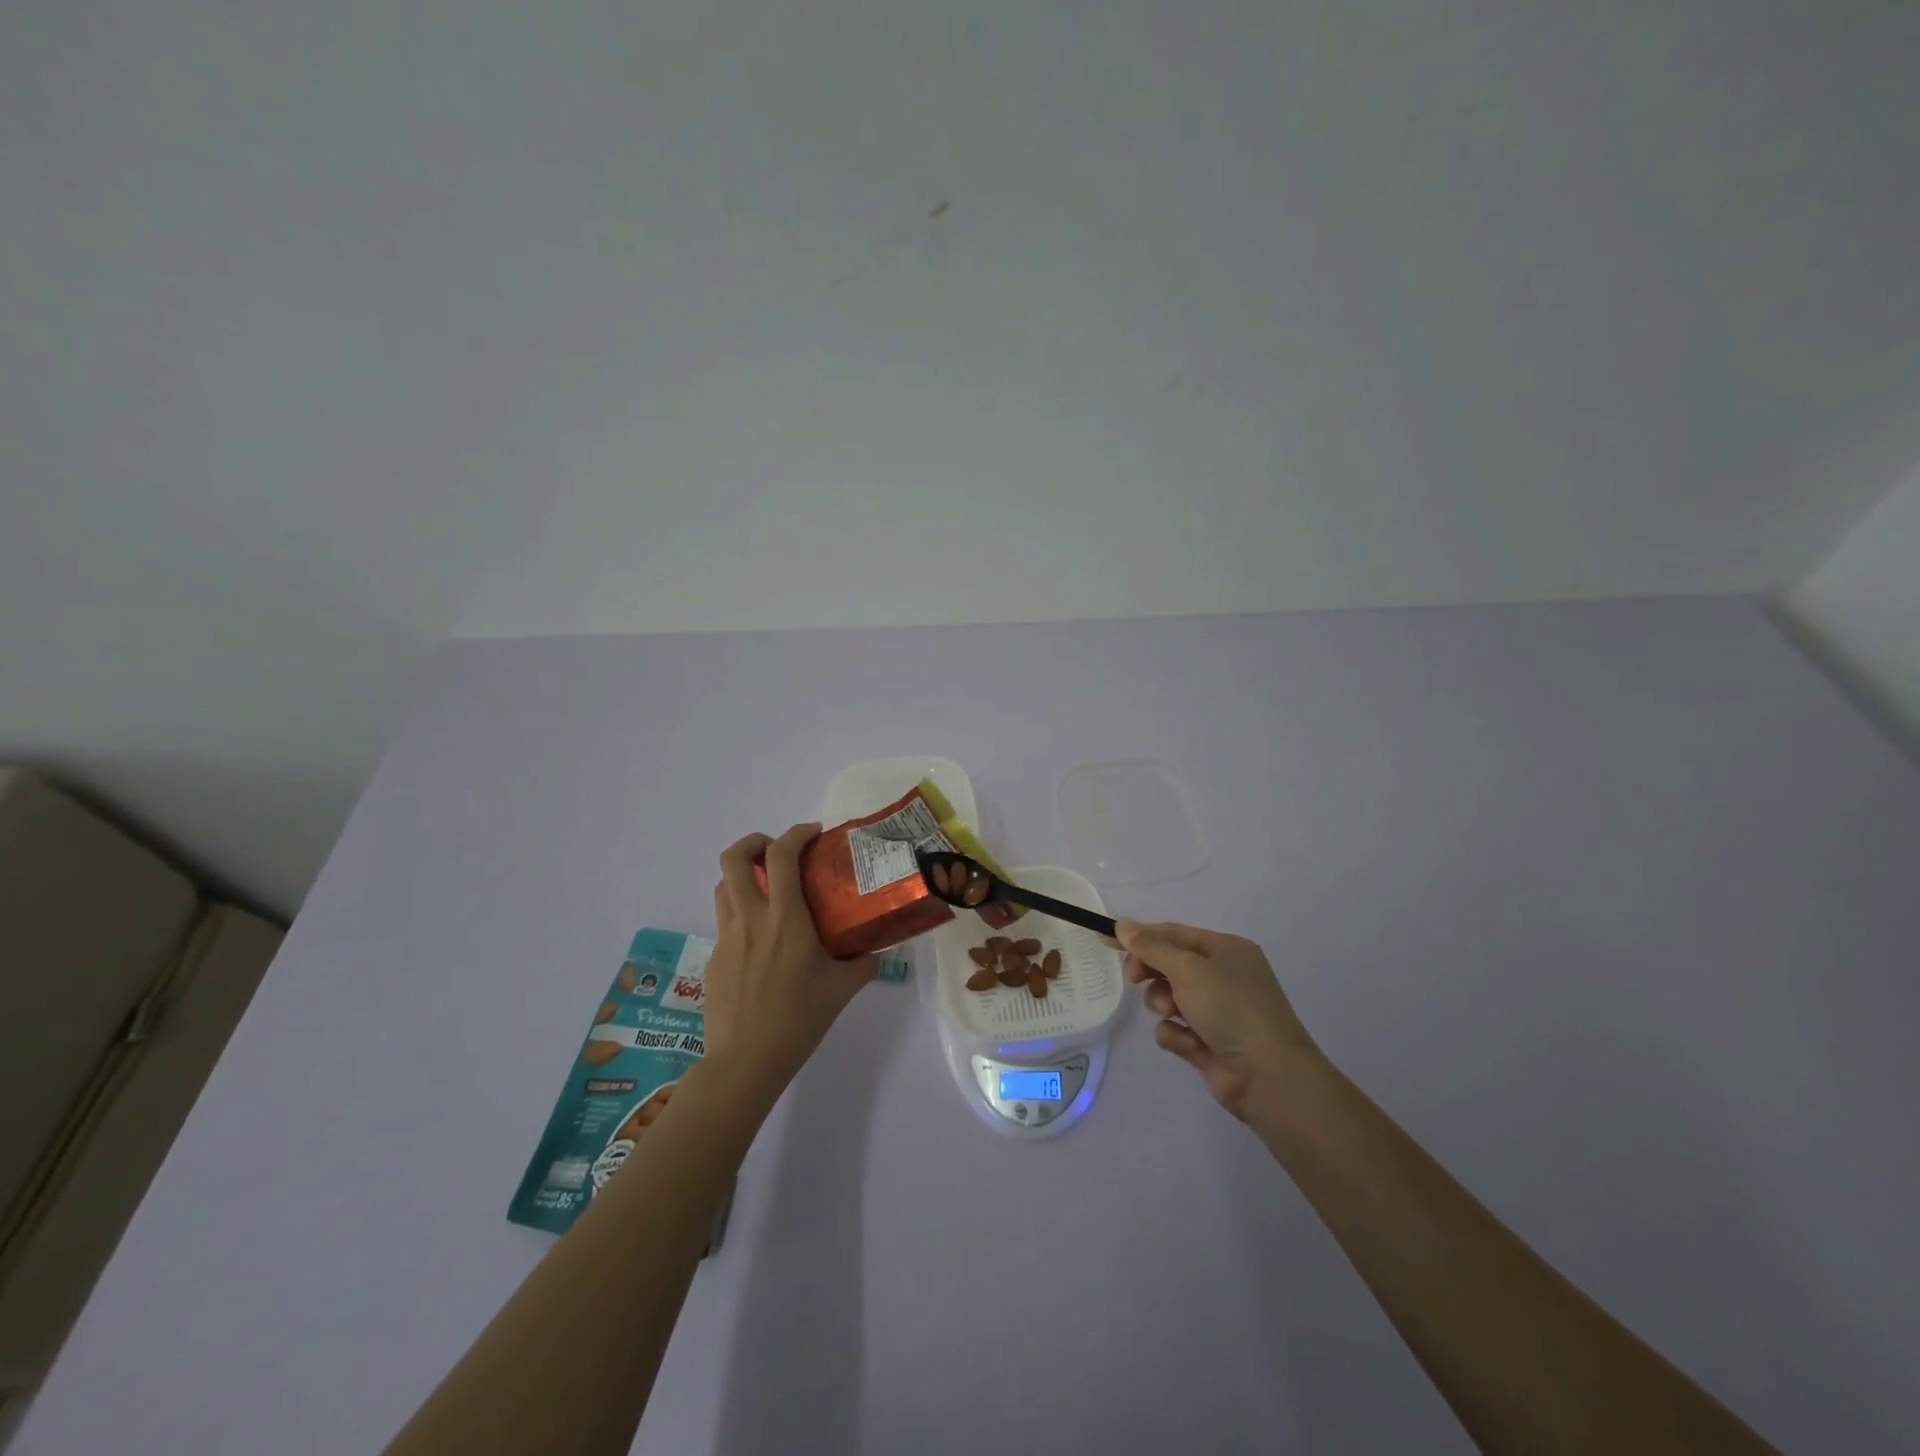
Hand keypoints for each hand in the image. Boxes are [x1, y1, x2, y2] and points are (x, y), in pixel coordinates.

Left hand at [704, 823, 880, 1100]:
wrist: (744, 1062)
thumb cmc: (798, 1020)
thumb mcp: (841, 989)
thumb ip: (863, 964)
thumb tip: (878, 952)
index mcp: (785, 918)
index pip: (781, 855)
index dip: (796, 833)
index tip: (814, 834)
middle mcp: (751, 918)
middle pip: (734, 858)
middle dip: (754, 841)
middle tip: (778, 851)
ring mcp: (727, 937)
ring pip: (723, 885)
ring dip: (743, 874)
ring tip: (768, 887)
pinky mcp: (715, 957)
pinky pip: (725, 919)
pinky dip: (742, 910)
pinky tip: (762, 938)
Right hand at [1119, 919, 1320, 1120]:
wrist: (1268, 1076)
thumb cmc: (1230, 1008)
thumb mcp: (1187, 968)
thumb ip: (1151, 947)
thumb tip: (1122, 923)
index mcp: (1225, 950)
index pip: (1173, 934)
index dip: (1140, 936)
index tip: (1106, 939)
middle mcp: (1223, 976)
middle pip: (1169, 964)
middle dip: (1151, 972)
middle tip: (1135, 978)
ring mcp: (1217, 1012)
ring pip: (1168, 997)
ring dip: (1163, 1003)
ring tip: (1173, 1013)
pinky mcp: (1208, 1043)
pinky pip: (1175, 1029)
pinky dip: (1176, 1034)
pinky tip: (1189, 1044)